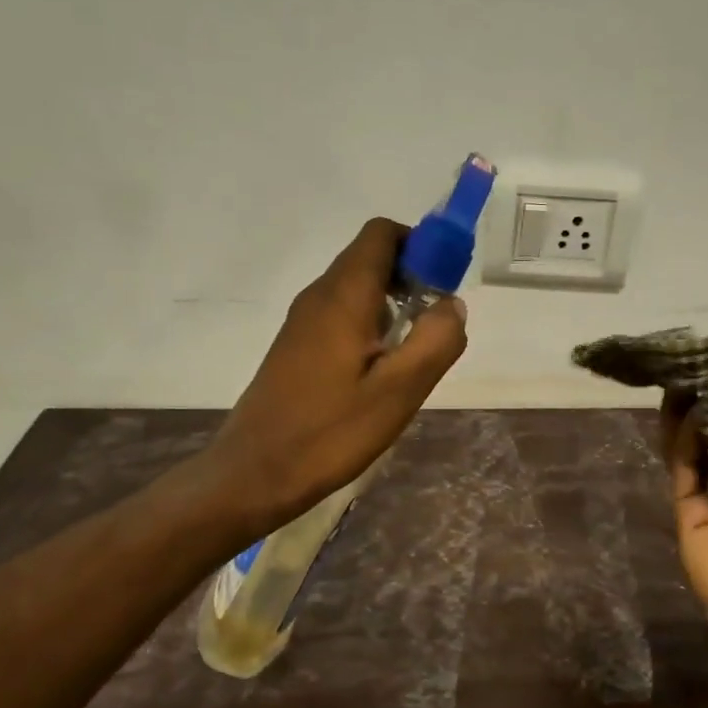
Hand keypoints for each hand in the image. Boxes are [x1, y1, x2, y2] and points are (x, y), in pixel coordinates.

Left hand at [205, 218, 467, 533]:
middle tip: (437, 324)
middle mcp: (319, 296)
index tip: (445, 282)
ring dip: (393, 305)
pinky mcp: (296, 346)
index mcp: (343, 296)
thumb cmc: (330, 432)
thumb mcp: (399, 391)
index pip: (382, 234)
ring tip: (413, 354)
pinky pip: (341, 315)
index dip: (421, 244)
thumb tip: (452, 304)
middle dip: (412, 277)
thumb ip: (436, 340)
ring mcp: (303, 321)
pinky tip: (380, 373)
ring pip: (357, 289)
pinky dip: (370, 325)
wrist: (255, 473)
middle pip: (371, 258)